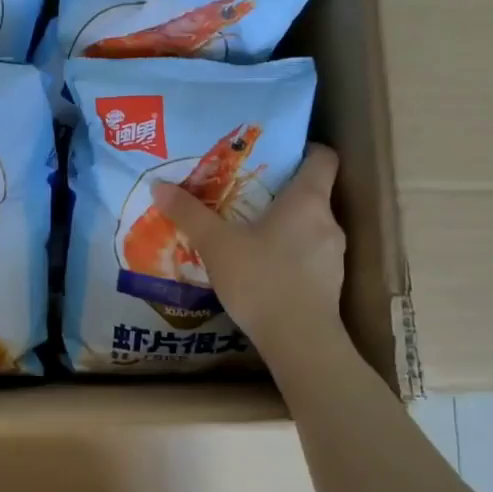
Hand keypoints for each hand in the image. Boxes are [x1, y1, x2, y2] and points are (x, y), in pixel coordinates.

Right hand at [152, 144, 352, 366]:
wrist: (300, 342)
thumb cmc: (261, 280)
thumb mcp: (216, 244)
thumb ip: (189, 213)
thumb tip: (158, 185)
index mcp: (307, 200)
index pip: (322, 157)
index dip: (303, 149)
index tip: (276, 152)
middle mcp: (328, 221)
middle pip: (312, 192)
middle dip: (281, 190)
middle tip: (245, 193)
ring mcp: (334, 254)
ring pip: (310, 226)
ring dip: (285, 225)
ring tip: (249, 232)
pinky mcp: (331, 283)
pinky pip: (310, 255)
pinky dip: (290, 253)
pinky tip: (262, 267)